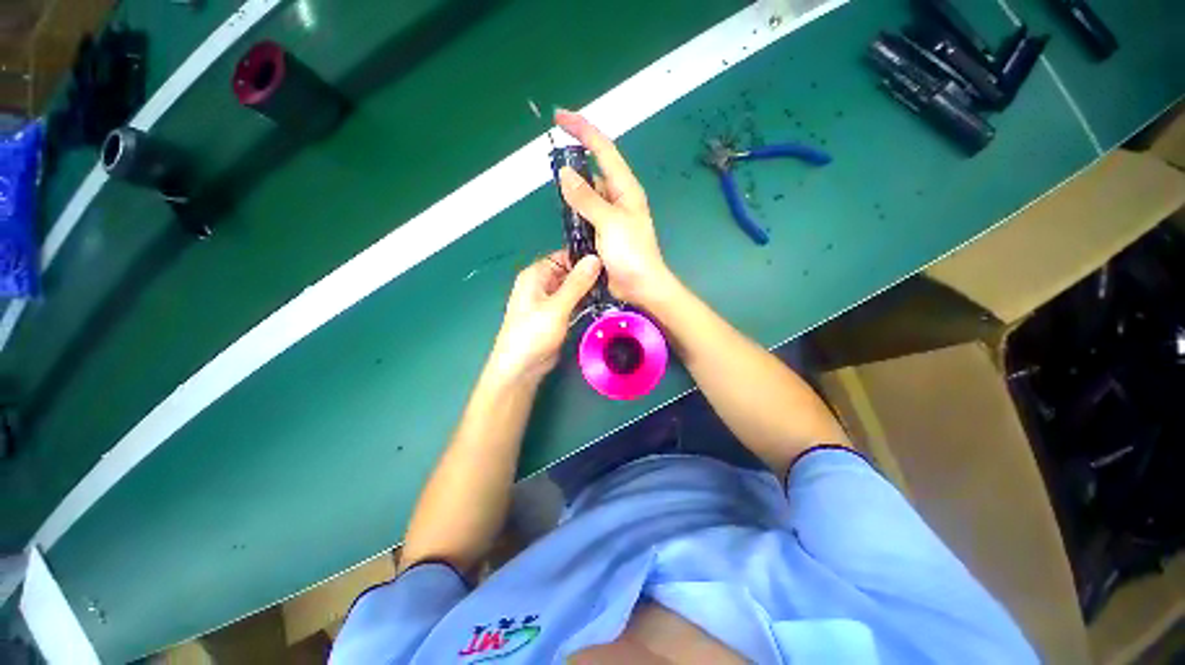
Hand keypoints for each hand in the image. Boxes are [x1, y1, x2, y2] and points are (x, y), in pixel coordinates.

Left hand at [489, 250, 601, 382]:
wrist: (521, 367)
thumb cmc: (534, 333)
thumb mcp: (557, 306)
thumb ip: (577, 283)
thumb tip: (595, 258)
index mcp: (536, 274)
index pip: (563, 255)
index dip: (584, 257)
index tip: (609, 260)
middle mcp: (542, 284)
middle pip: (569, 271)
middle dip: (589, 274)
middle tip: (615, 277)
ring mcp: (549, 300)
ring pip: (572, 287)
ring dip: (588, 289)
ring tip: (613, 288)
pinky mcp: (556, 315)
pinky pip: (572, 302)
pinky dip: (584, 301)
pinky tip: (601, 302)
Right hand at [554, 110, 674, 307]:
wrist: (640, 287)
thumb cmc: (631, 254)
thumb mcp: (609, 223)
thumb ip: (587, 198)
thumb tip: (565, 173)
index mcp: (625, 189)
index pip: (603, 150)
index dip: (582, 130)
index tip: (559, 117)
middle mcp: (617, 198)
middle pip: (593, 169)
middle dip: (574, 161)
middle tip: (551, 163)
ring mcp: (609, 216)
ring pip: (586, 193)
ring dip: (571, 190)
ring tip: (554, 192)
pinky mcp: (601, 232)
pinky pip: (583, 214)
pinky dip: (572, 211)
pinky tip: (562, 214)